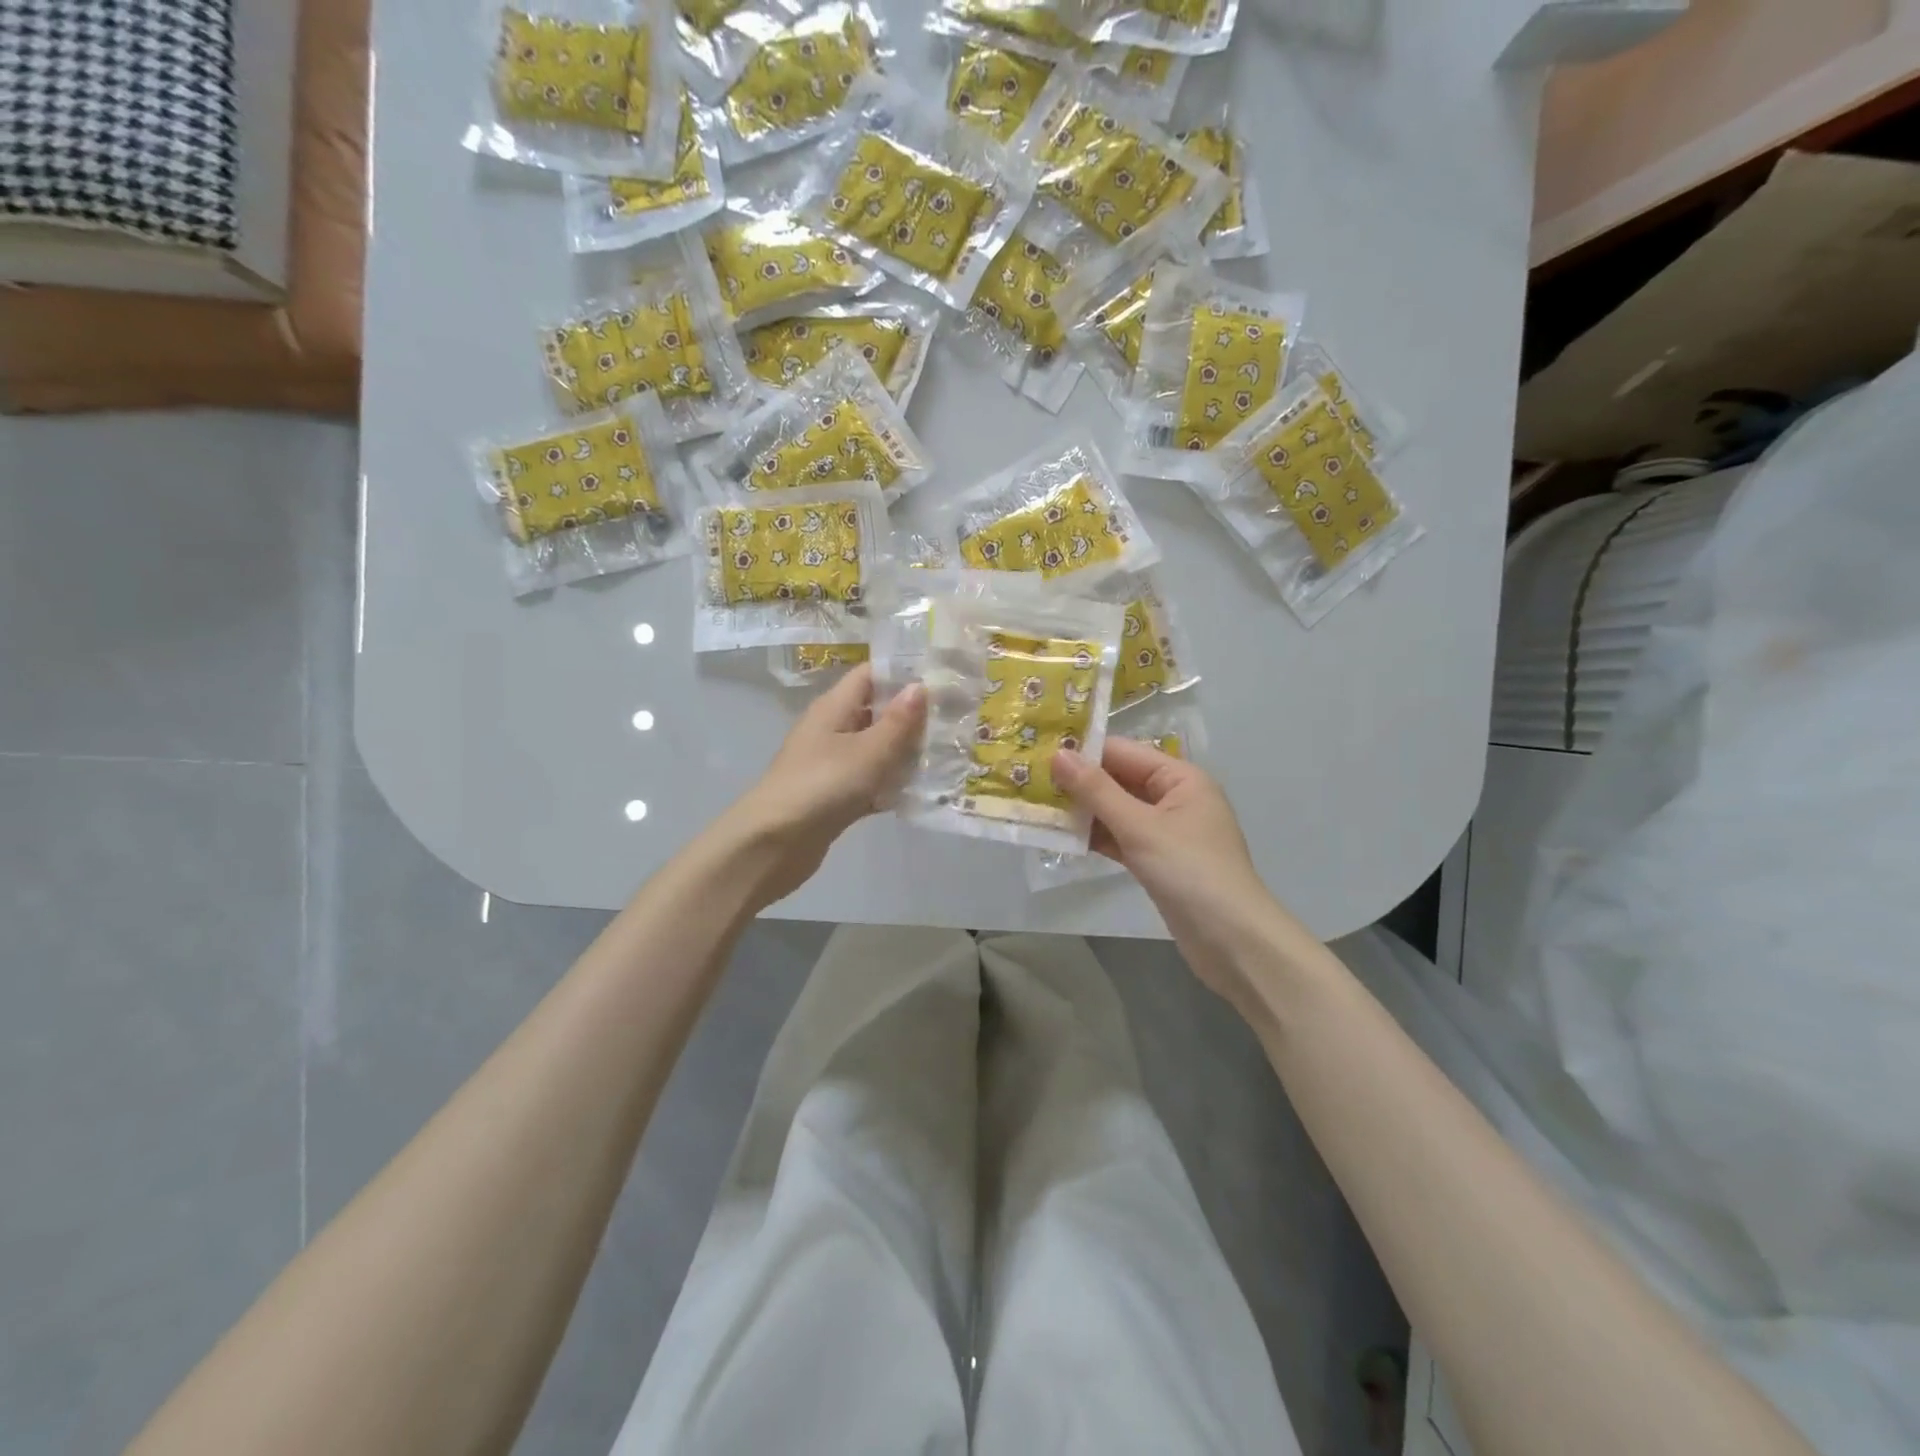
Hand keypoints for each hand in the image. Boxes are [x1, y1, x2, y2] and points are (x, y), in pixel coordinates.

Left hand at [726, 664, 926, 905]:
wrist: (772, 844)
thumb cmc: (822, 786)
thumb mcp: (868, 752)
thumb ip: (898, 722)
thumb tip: (919, 686)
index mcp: (834, 708)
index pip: (870, 675)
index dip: (903, 674)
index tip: (941, 680)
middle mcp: (831, 730)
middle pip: (875, 712)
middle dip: (911, 717)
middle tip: (953, 722)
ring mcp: (831, 764)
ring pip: (875, 750)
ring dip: (904, 754)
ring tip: (946, 756)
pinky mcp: (834, 796)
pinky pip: (869, 782)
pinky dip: (890, 786)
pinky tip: (919, 794)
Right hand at [1054, 740, 1289, 1013]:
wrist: (1232, 942)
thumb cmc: (1190, 872)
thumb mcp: (1141, 827)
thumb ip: (1098, 791)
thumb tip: (1059, 754)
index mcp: (1181, 778)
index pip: (1124, 753)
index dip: (1084, 752)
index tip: (1038, 752)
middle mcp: (1174, 798)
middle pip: (1119, 780)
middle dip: (1078, 782)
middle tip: (1029, 780)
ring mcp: (1165, 832)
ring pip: (1116, 811)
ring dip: (1082, 811)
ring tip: (1036, 805)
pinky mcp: (1156, 861)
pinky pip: (1120, 838)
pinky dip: (1095, 837)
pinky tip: (1060, 837)